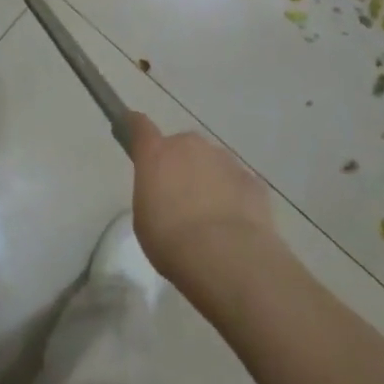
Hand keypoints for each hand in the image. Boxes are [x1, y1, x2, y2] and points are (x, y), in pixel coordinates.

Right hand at [127, 112, 274, 286]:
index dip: (135, 126)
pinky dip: (234, 198)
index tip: (131, 126)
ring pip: (212, 164)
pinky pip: (236, 184)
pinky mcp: (251, 180)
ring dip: (208, 181)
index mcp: (157, 153)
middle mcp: (190, 146)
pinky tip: (234, 226)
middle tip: (181, 199)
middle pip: (182, 147)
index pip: (140, 126)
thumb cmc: (171, 241)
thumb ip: (152, 192)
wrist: (227, 258)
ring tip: (211, 219)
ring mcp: (224, 160)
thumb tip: (166, 191)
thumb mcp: (144, 219)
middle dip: (181, 165)